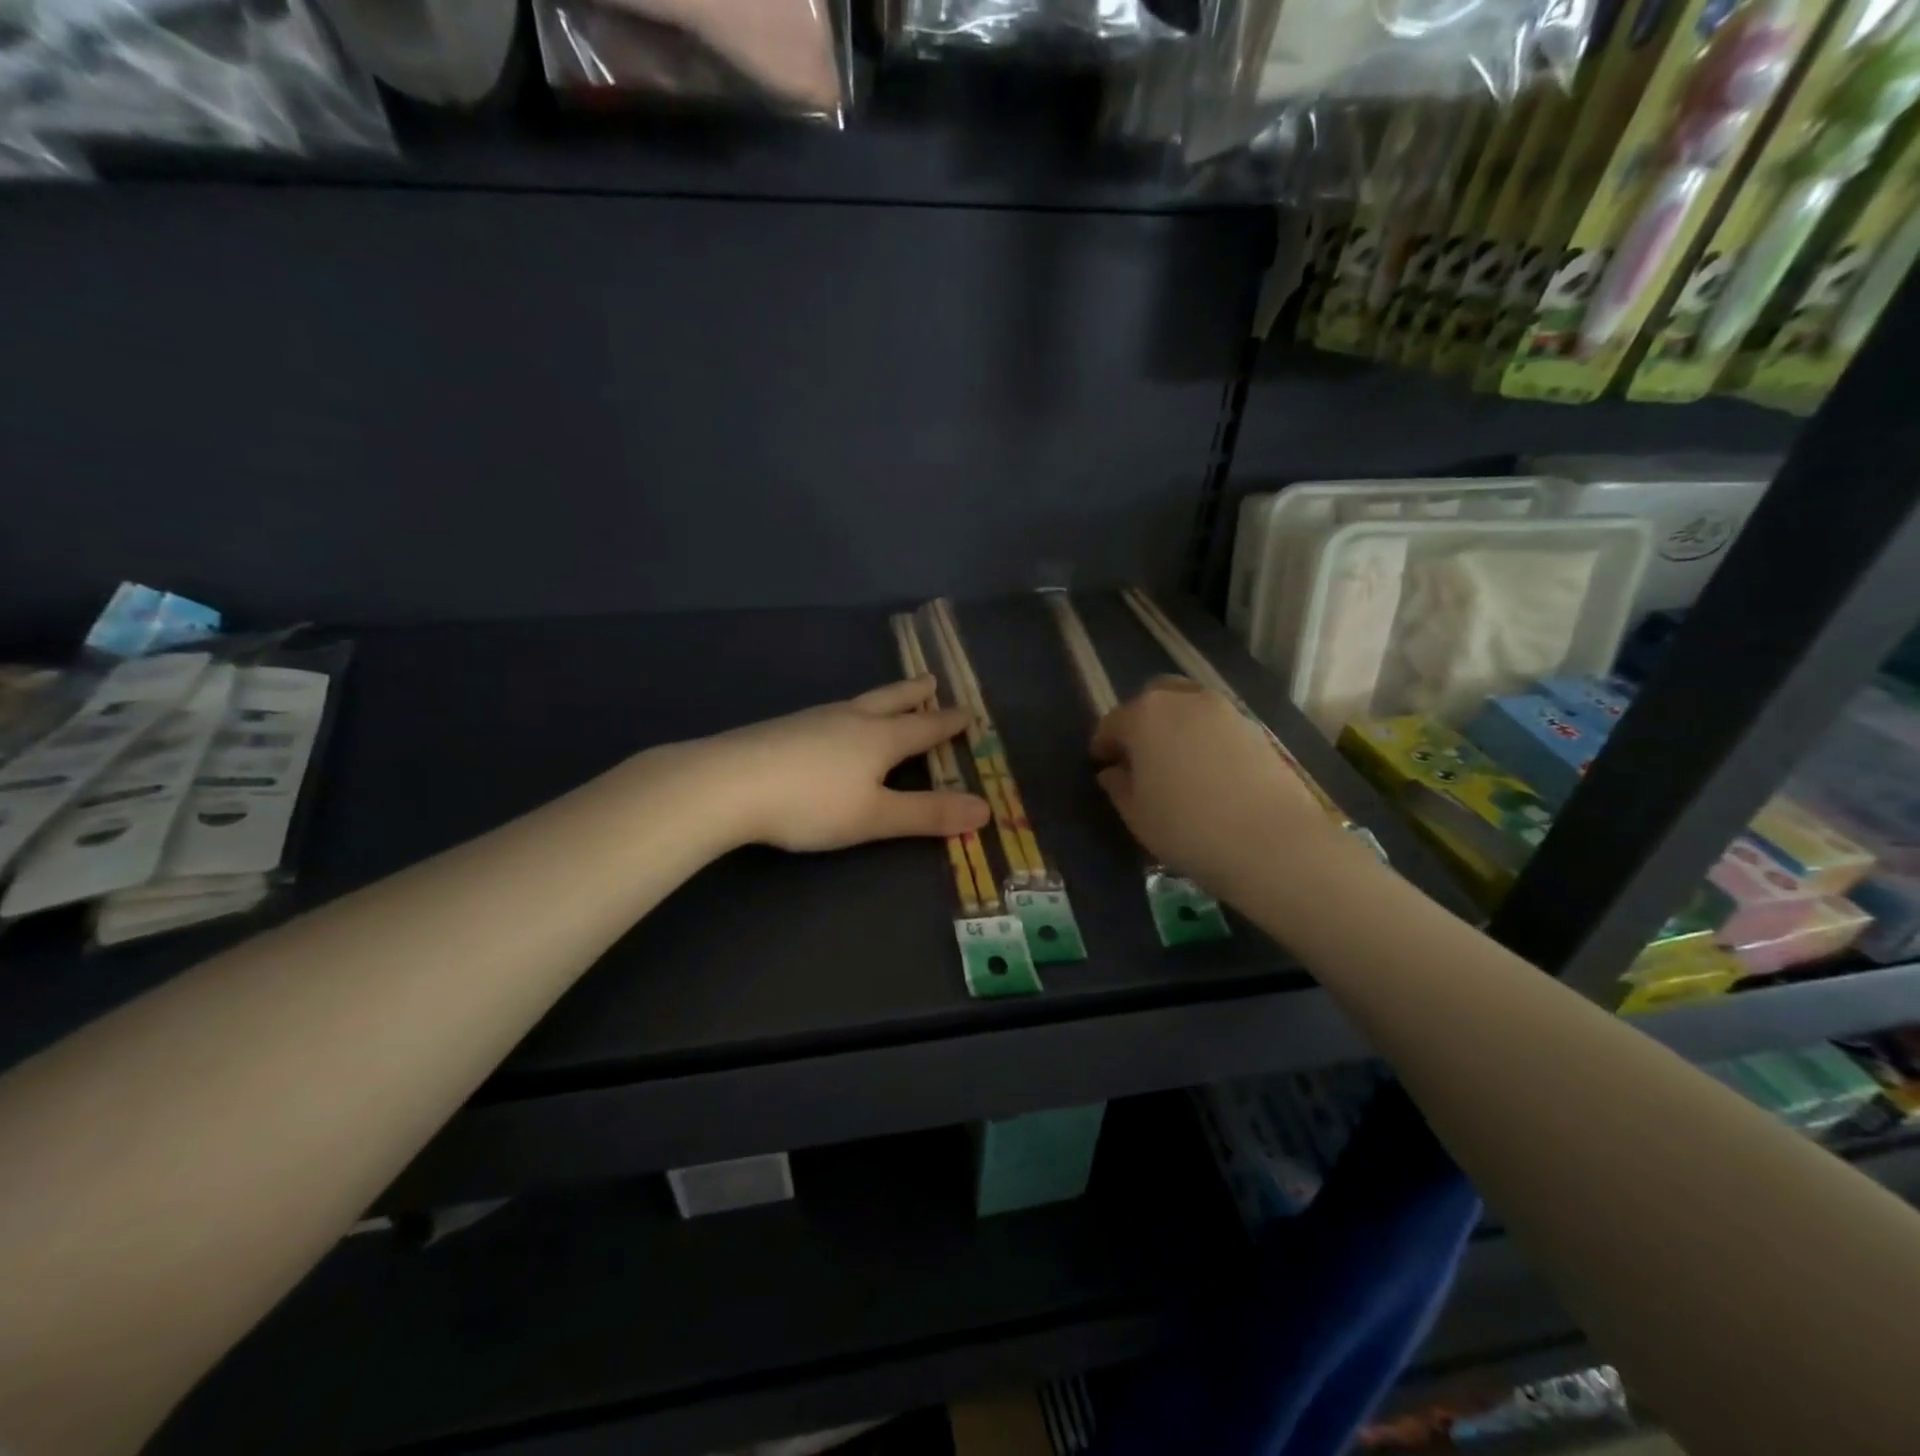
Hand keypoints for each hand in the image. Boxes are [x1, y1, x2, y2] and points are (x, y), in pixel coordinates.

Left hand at [691, 676, 990, 852]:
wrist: (727, 784)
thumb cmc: (811, 803)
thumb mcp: (875, 816)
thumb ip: (928, 814)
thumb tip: (986, 809)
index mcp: (879, 738)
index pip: (924, 728)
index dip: (948, 723)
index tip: (969, 712)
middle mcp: (850, 720)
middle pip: (890, 701)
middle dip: (914, 695)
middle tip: (931, 681)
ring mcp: (813, 720)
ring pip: (857, 704)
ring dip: (881, 700)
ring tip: (887, 700)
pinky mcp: (783, 729)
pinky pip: (829, 715)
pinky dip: (847, 715)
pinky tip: (833, 727)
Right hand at [1091, 677, 1337, 897]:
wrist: (1273, 843)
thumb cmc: (1188, 829)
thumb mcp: (1136, 815)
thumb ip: (1118, 786)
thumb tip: (1114, 771)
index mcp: (1144, 715)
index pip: (1111, 723)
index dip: (1103, 747)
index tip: (1102, 768)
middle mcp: (1183, 700)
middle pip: (1152, 701)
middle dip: (1140, 724)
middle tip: (1139, 759)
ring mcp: (1224, 710)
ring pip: (1188, 707)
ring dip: (1175, 727)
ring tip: (1176, 766)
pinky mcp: (1255, 728)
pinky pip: (1216, 725)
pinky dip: (1205, 739)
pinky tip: (1208, 773)